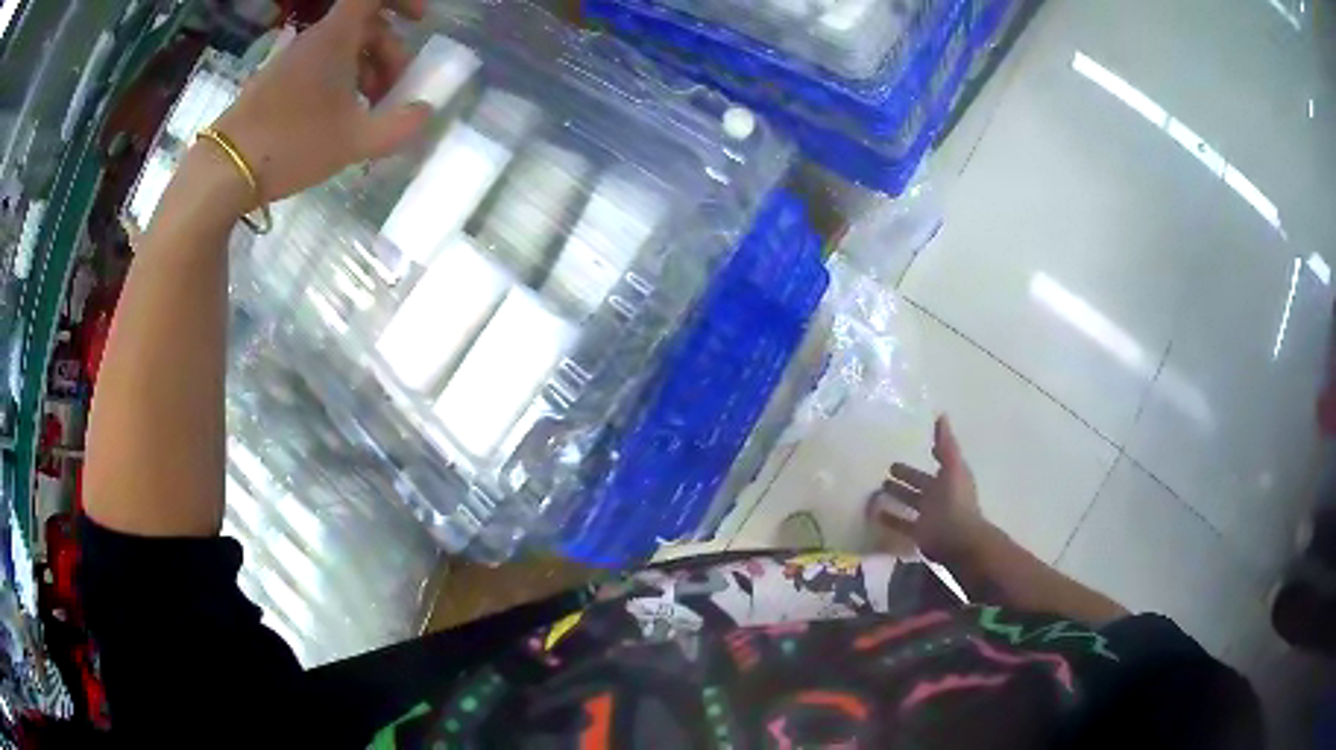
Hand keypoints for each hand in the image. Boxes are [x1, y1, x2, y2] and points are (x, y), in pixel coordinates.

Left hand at [208, 0, 431, 208]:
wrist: (224, 170)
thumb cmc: (291, 144)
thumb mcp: (354, 141)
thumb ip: (398, 127)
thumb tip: (425, 113)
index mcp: (337, 37)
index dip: (403, 0)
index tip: (420, 20)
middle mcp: (316, 40)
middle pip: (365, 25)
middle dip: (389, 51)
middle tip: (395, 91)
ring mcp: (293, 60)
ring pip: (342, 48)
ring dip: (365, 70)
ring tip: (369, 110)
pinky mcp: (277, 82)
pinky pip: (320, 66)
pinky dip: (340, 81)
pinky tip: (339, 118)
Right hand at [869, 416, 992, 563]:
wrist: (958, 539)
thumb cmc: (956, 500)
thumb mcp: (953, 467)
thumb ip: (946, 444)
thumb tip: (941, 415)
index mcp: (949, 477)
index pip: (937, 462)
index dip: (928, 454)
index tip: (911, 446)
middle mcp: (939, 495)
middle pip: (919, 483)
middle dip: (906, 476)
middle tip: (887, 468)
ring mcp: (928, 515)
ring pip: (909, 502)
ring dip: (896, 495)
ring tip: (875, 489)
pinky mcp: (918, 532)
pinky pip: (901, 523)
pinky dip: (889, 518)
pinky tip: (874, 512)